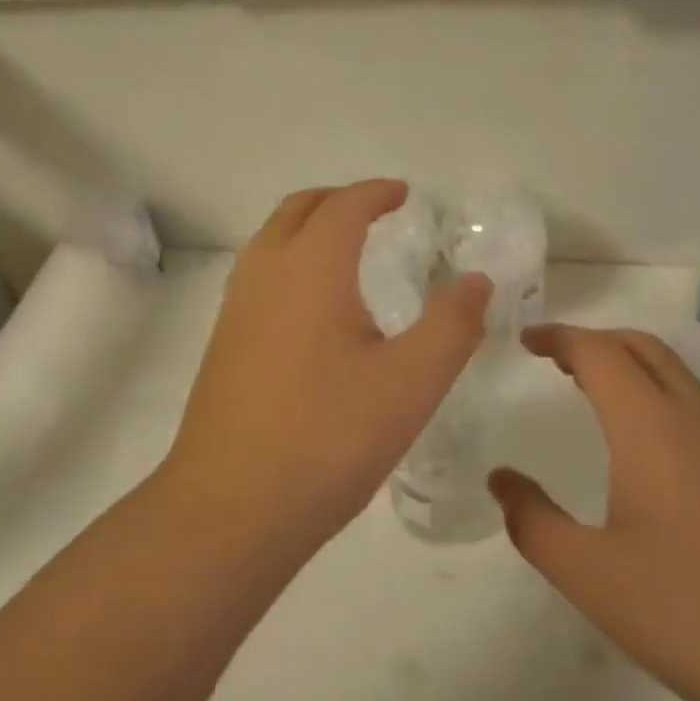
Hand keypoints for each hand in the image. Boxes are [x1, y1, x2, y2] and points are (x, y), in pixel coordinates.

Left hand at [160, 181, 491, 549]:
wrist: (231, 507)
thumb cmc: (328, 437)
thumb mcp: (411, 383)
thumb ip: (452, 325)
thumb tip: (476, 280)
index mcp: (310, 268)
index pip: (344, 206)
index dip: (376, 193)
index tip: (404, 194)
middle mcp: (265, 273)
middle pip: (298, 209)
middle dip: (338, 201)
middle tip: (376, 212)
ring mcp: (236, 307)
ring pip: (270, 239)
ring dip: (308, 228)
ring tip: (347, 251)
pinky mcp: (223, 342)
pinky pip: (259, 274)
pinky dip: (289, 261)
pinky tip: (314, 308)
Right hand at [488, 325, 699, 700]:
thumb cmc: (693, 615)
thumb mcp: (591, 576)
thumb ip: (533, 522)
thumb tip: (501, 479)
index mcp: (652, 426)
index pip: (599, 351)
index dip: (558, 336)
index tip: (525, 341)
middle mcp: (697, 418)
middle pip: (641, 346)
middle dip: (593, 341)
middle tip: (553, 359)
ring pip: (675, 373)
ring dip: (628, 365)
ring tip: (589, 391)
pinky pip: (697, 406)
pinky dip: (657, 394)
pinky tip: (645, 447)